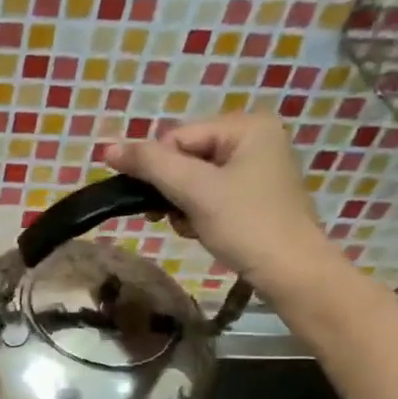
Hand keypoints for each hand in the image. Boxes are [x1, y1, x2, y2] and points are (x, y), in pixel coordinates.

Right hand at [99, 112, 340, 299]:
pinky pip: (208, 194)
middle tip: (178, 217)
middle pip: (184, 157)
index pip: (176, 138)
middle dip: (173, 191)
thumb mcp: (195, 191)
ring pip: (192, 179)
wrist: (291, 272)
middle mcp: (253, 138)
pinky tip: (204, 230)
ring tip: (193, 226)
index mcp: (246, 126)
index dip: (160, 171)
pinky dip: (197, 213)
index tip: (163, 204)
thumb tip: (106, 148)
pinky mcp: (252, 194)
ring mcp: (255, 167)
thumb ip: (150, 165)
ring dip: (182, 205)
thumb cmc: (246, 225)